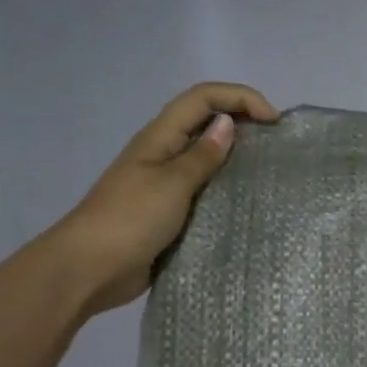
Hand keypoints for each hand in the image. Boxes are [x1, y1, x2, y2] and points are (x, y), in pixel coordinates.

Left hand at [45, 83, 279, 315]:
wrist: (90, 269)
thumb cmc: (130, 220)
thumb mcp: (172, 184)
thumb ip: (202, 156)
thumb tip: (227, 124)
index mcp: (159, 137)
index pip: (203, 98)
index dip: (240, 97)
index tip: (273, 120)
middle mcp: (163, 153)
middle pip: (205, 120)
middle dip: (242, 120)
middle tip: (276, 142)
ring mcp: (165, 183)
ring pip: (206, 155)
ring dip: (236, 155)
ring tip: (268, 170)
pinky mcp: (170, 211)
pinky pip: (204, 188)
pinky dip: (226, 186)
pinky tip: (246, 200)